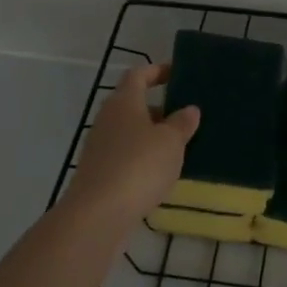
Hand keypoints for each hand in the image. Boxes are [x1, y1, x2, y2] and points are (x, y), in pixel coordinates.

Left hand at [62, 64, 199, 227]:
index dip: (157, 71)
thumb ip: (182, 123)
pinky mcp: (99, 173)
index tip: (178, 74)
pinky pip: (126, 156)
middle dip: (160, 109)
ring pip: (131, 132)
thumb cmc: (138, 166)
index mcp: (124, 101)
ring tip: (180, 147)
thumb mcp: (171, 142)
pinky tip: (161, 174)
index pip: (139, 74)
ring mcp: (100, 147)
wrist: (97, 215)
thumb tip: (189, 109)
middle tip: (186, 116)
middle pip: (134, 104)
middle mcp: (108, 118)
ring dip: (153, 136)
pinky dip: (143, 159)